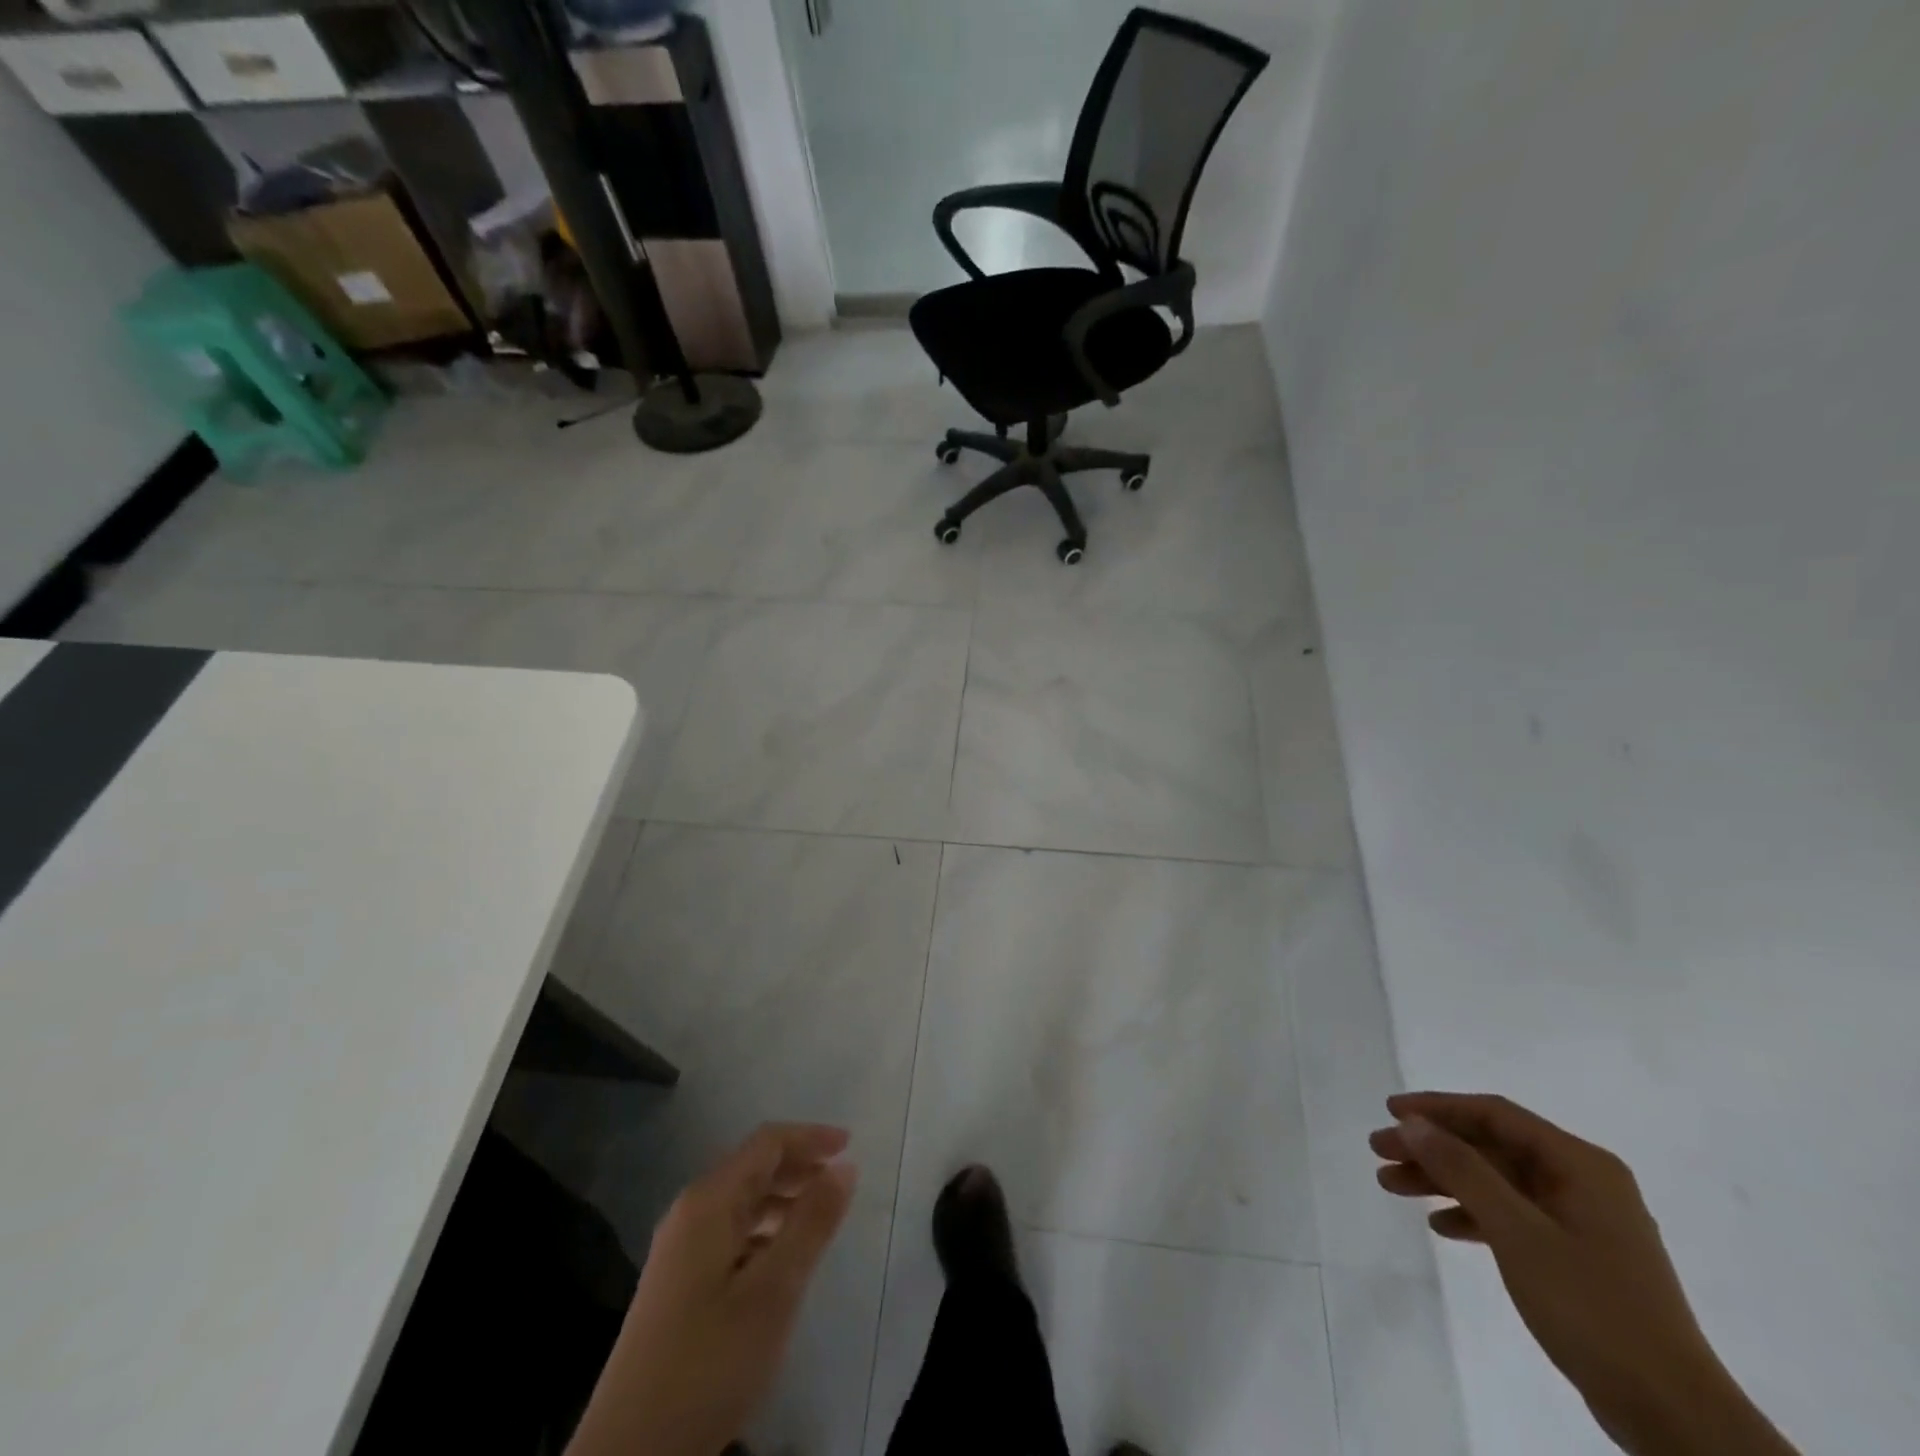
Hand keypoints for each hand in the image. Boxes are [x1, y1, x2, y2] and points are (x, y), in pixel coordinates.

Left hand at [567, 1124, 857, 1455]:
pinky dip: (765, 1230)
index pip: (766, 1143)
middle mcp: (690, 1213)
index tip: (851, 1145)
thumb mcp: (773, 1291)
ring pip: (741, 1202)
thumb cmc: (708, 1361)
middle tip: (841, 1181)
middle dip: (798, 1165)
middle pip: (752, 1167)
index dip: (810, 1137)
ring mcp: (680, 1250)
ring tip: (821, 1217)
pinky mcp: (678, 1284)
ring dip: (783, 1199)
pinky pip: (730, 1232)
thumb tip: (844, 1166)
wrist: (630, 1454)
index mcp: (708, 1201)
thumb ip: (811, 1223)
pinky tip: (784, 1259)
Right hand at [1371, 1093, 1795, 1455]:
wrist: (1673, 1415)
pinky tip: (1440, 1226)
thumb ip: (1462, 1170)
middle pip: (1491, 1147)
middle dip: (1432, 1147)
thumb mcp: (1517, 1231)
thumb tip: (1413, 1123)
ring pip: (1496, 1182)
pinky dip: (1473, 1214)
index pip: (1495, 1115)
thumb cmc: (1592, 1306)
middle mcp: (1583, 1182)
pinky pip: (1512, 1216)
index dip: (1438, 1108)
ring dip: (1444, 1180)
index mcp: (1580, 1165)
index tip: (1390, 1112)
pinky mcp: (1578, 1258)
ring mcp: (1582, 1221)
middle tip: (1380, 1151)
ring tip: (1391, 1186)